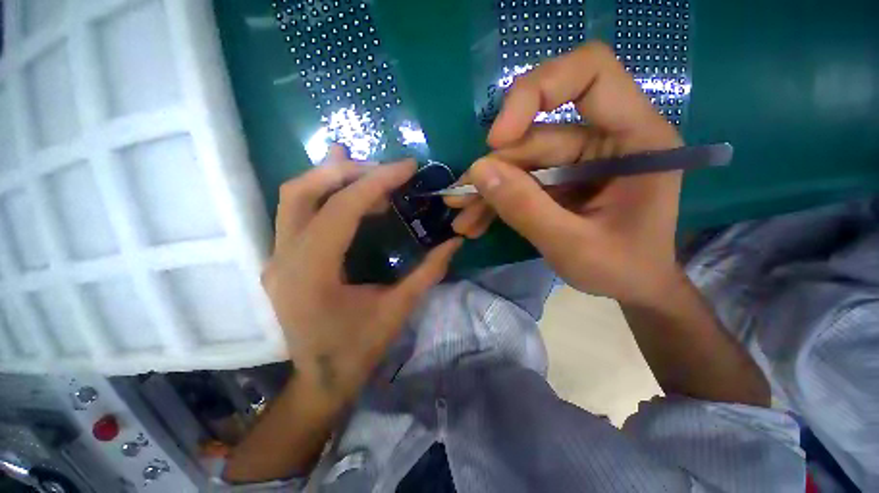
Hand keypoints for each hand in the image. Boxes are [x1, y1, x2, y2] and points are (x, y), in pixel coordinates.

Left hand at [263, 145, 462, 404]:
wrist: (320, 380)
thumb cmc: (358, 349)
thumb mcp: (398, 310)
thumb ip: (428, 272)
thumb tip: (455, 241)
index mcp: (312, 274)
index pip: (341, 209)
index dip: (377, 181)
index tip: (407, 166)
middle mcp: (283, 259)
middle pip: (302, 191)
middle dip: (347, 171)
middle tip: (385, 170)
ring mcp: (276, 258)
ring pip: (293, 197)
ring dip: (333, 178)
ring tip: (370, 175)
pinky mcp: (281, 259)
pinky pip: (297, 214)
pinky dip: (326, 196)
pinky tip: (350, 194)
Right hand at [447, 42, 683, 305]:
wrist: (634, 287)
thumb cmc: (623, 269)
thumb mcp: (573, 246)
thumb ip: (526, 209)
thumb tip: (478, 172)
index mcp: (636, 139)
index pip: (590, 73)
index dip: (537, 91)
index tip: (499, 139)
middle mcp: (606, 139)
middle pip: (536, 134)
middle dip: (494, 170)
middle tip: (460, 200)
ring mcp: (580, 159)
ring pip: (521, 161)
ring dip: (487, 190)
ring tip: (462, 219)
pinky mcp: (561, 178)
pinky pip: (521, 180)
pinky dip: (497, 200)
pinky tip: (475, 221)